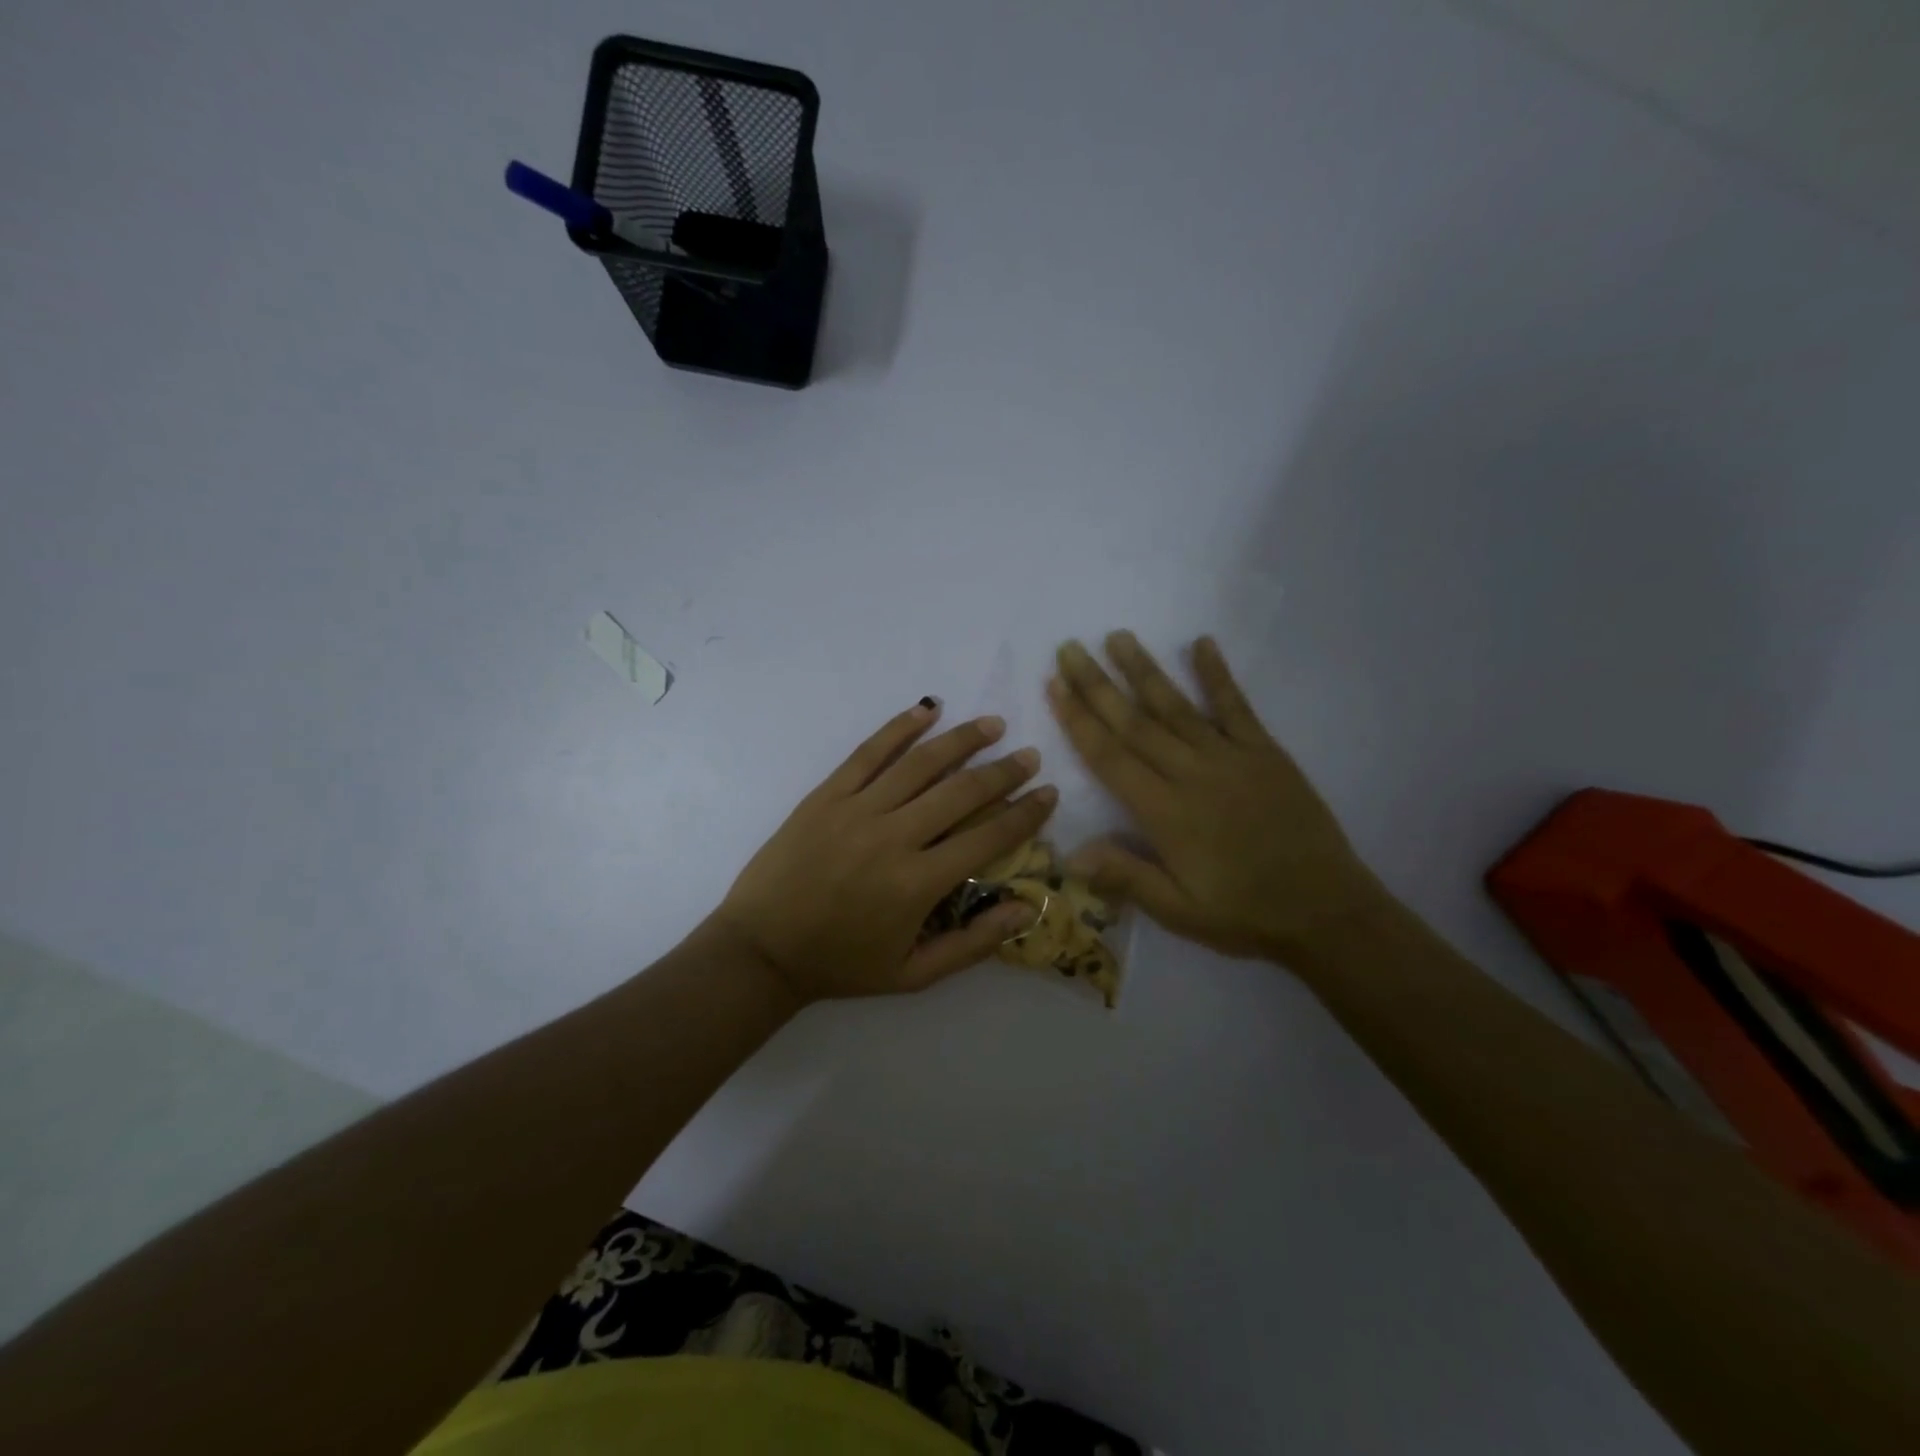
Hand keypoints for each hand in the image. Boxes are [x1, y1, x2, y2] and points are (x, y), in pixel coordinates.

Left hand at [715, 701, 1057, 1004]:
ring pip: (920, 763)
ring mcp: (857, 810)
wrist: (760, 949)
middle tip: (1029, 755)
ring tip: (992, 725)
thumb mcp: (913, 975)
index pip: (988, 838)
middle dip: (1003, 771)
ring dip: (961, 740)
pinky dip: (899, 727)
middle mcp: (893, 837)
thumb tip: (1028, 909)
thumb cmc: (841, 964)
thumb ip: (973, 944)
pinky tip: (927, 709)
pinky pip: (868, 753)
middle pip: (961, 792)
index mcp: (918, 883)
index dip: (1024, 814)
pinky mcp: (826, 795)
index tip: (1048, 793)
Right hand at [1048, 633, 1387, 961]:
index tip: (1055, 685)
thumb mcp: (1179, 911)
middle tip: (1070, 648)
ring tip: (1118, 636)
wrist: (1328, 913)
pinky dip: (1218, 674)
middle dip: (1098, 684)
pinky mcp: (1266, 753)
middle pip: (1135, 723)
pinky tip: (1203, 643)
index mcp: (1166, 814)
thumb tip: (1069, 853)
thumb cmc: (1244, 915)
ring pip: (1177, 707)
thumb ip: (1125, 877)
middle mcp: (1193, 775)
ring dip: (1145, 670)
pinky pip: (1237, 706)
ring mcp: (1232, 758)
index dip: (1079, 720)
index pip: (1110, 757)